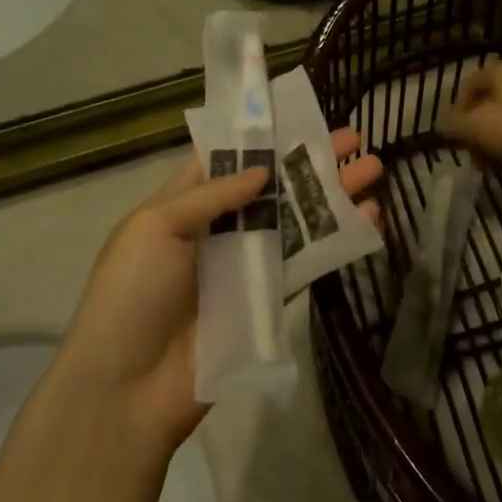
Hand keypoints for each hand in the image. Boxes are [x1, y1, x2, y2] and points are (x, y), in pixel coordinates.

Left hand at [50, 130, 383, 450]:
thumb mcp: (155, 228)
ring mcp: (246, 263)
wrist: (127, 391)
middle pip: (272, 184)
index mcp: (184, 203)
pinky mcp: (268, 299)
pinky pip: (306, 261)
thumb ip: (211, 194)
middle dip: (310, 158)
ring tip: (374, 166)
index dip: (261, 135)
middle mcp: (219, 227)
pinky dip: (336, 239)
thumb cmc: (132, 295)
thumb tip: (262, 169)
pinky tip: (368, 217)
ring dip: (333, 192)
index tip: (298, 111)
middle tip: (353, 136)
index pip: (226, 158)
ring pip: (296, 218)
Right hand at [447, 60, 501, 181]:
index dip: (457, 112)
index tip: (456, 139)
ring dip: (498, 138)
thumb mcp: (477, 128)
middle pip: (490, 100)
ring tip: (496, 163)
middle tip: (475, 155)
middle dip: (478, 129)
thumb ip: (455, 124)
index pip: (468, 84)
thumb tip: (446, 123)